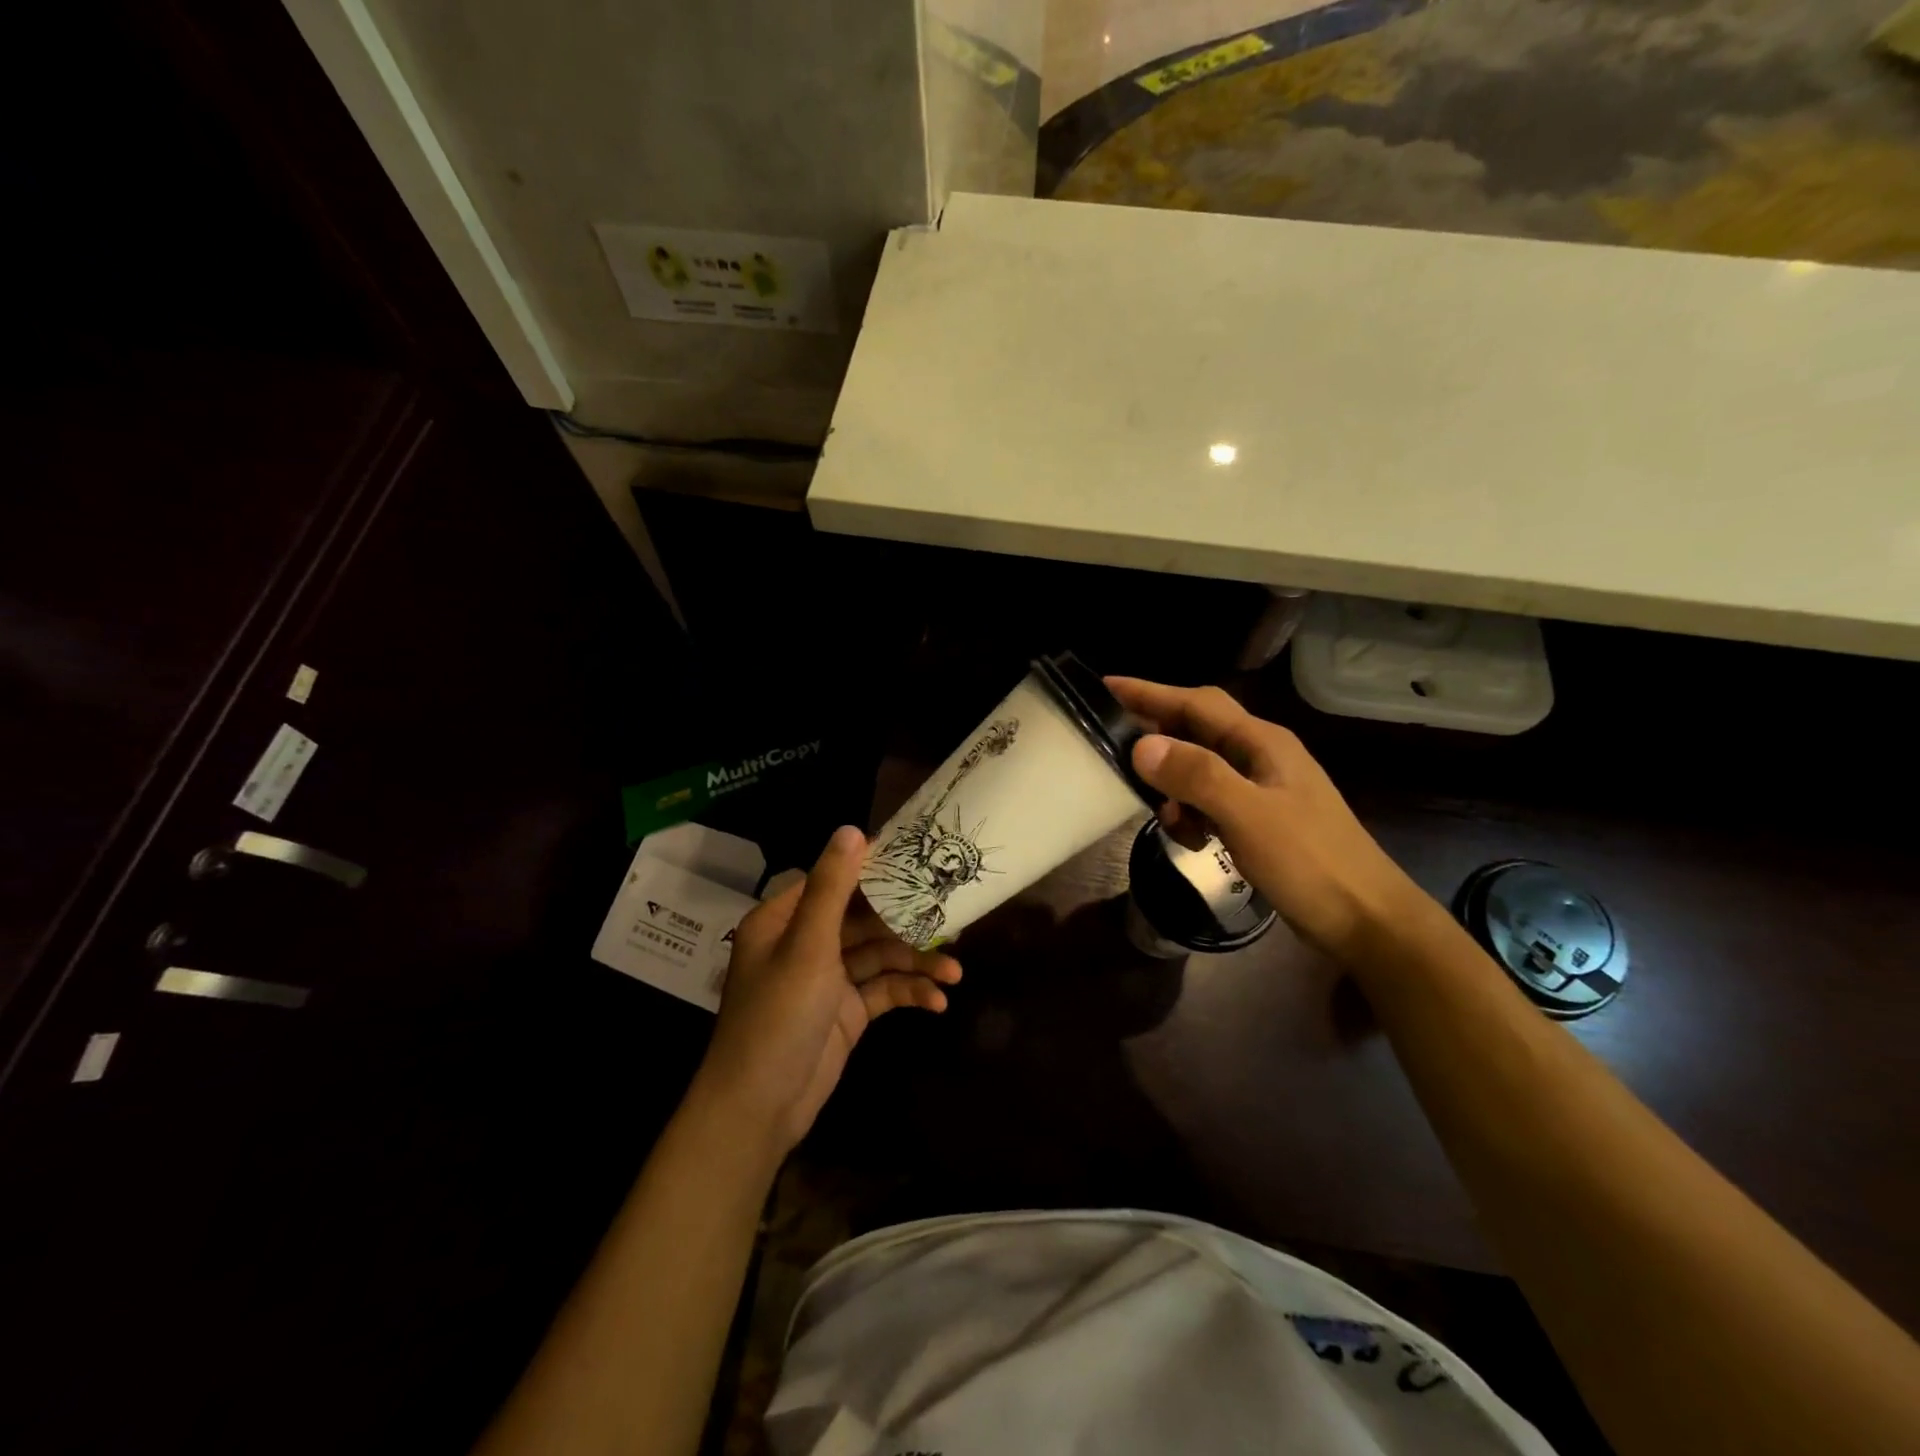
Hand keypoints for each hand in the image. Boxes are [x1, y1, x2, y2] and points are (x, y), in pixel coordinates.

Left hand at [694, 825, 961, 1158]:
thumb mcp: (807, 946)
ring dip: (915, 962)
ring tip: (955, 972)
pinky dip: (908, 993)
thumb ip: (833, 889)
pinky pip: (883, 990)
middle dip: (907, 921)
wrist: (759, 1109)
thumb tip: (853, 829)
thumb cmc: (778, 1017)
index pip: (836, 880)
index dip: (876, 868)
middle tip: (954, 914)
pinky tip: (937, 1003)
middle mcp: (806, 942)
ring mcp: (828, 979)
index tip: (922, 858)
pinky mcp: (846, 1011)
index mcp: (786, 919)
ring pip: (879, 956)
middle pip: (865, 918)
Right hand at [1107, 677, 1426, 961]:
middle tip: (1113, 751)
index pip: (1196, 703)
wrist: (1367, 920)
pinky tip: (1193, 840)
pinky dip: (1193, 813)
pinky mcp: (1261, 819)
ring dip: (1174, 786)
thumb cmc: (1310, 863)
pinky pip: (1212, 800)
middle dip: (1157, 738)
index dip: (1150, 692)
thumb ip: (1197, 776)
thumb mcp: (1248, 816)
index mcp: (1261, 742)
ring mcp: (1263, 788)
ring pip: (1201, 768)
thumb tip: (1141, 745)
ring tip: (1162, 815)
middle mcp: (1260, 756)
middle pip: (1197, 730)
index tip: (1105, 686)